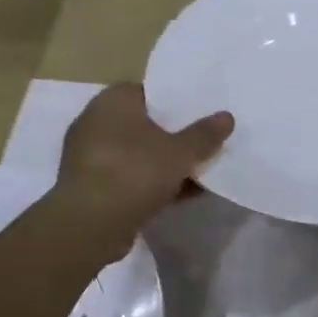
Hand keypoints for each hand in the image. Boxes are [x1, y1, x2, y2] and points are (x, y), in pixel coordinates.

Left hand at [53, 84, 233, 249]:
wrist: (90, 225)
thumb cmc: (134, 172)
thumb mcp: (180, 152)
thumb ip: (204, 134)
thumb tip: (227, 116)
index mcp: (113, 102)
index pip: (148, 91)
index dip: (176, 101)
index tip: (201, 113)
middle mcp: (96, 123)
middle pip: (145, 124)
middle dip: (174, 135)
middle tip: (205, 140)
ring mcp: (91, 157)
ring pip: (139, 154)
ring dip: (165, 163)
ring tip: (200, 170)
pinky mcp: (93, 187)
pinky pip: (131, 178)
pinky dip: (154, 184)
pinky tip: (184, 194)